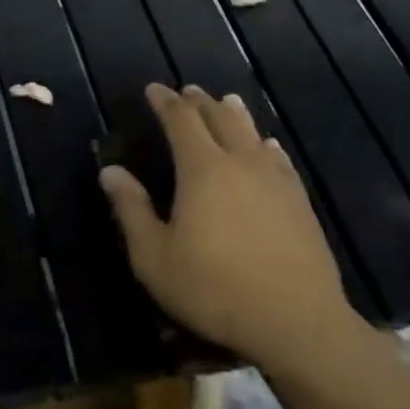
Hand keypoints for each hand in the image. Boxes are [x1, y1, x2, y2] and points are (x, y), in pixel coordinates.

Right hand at [99, 84, 361, 373]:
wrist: (295, 319)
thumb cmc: (213, 288)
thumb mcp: (154, 257)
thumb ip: (131, 209)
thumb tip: (110, 170)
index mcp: (202, 169)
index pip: (181, 120)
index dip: (165, 102)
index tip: (153, 89)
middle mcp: (240, 162)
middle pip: (219, 118)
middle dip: (199, 101)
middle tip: (186, 91)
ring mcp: (275, 179)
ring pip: (252, 133)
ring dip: (235, 114)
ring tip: (226, 101)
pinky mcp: (299, 201)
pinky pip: (280, 159)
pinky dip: (266, 145)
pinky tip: (269, 147)